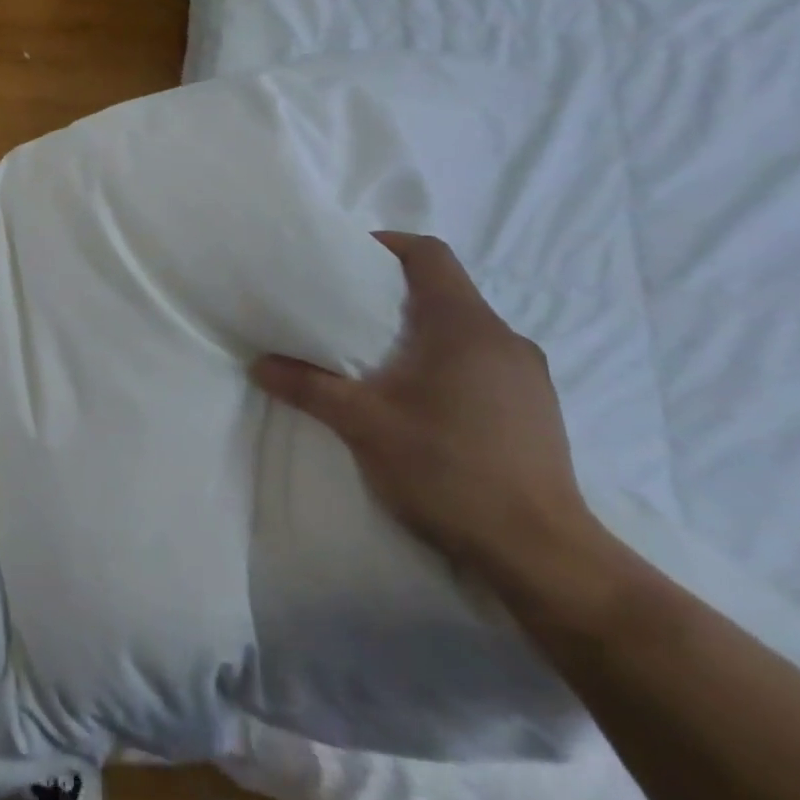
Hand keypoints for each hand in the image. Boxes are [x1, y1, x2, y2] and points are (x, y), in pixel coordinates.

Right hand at [252, 232, 594, 586]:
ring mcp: (528, 377)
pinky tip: (419, 400)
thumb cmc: (447, 469)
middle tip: (346, 311)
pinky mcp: (536, 410)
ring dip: (421, 331)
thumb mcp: (362, 424)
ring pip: (465, 329)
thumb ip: (307, 386)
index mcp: (465, 326)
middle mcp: (504, 339)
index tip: (348, 257)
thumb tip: (259, 364)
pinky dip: (446, 362)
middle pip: (446, 290)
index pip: (430, 255)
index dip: (388, 245)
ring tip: (376, 358)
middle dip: (394, 293)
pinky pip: (483, 362)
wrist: (541, 554)